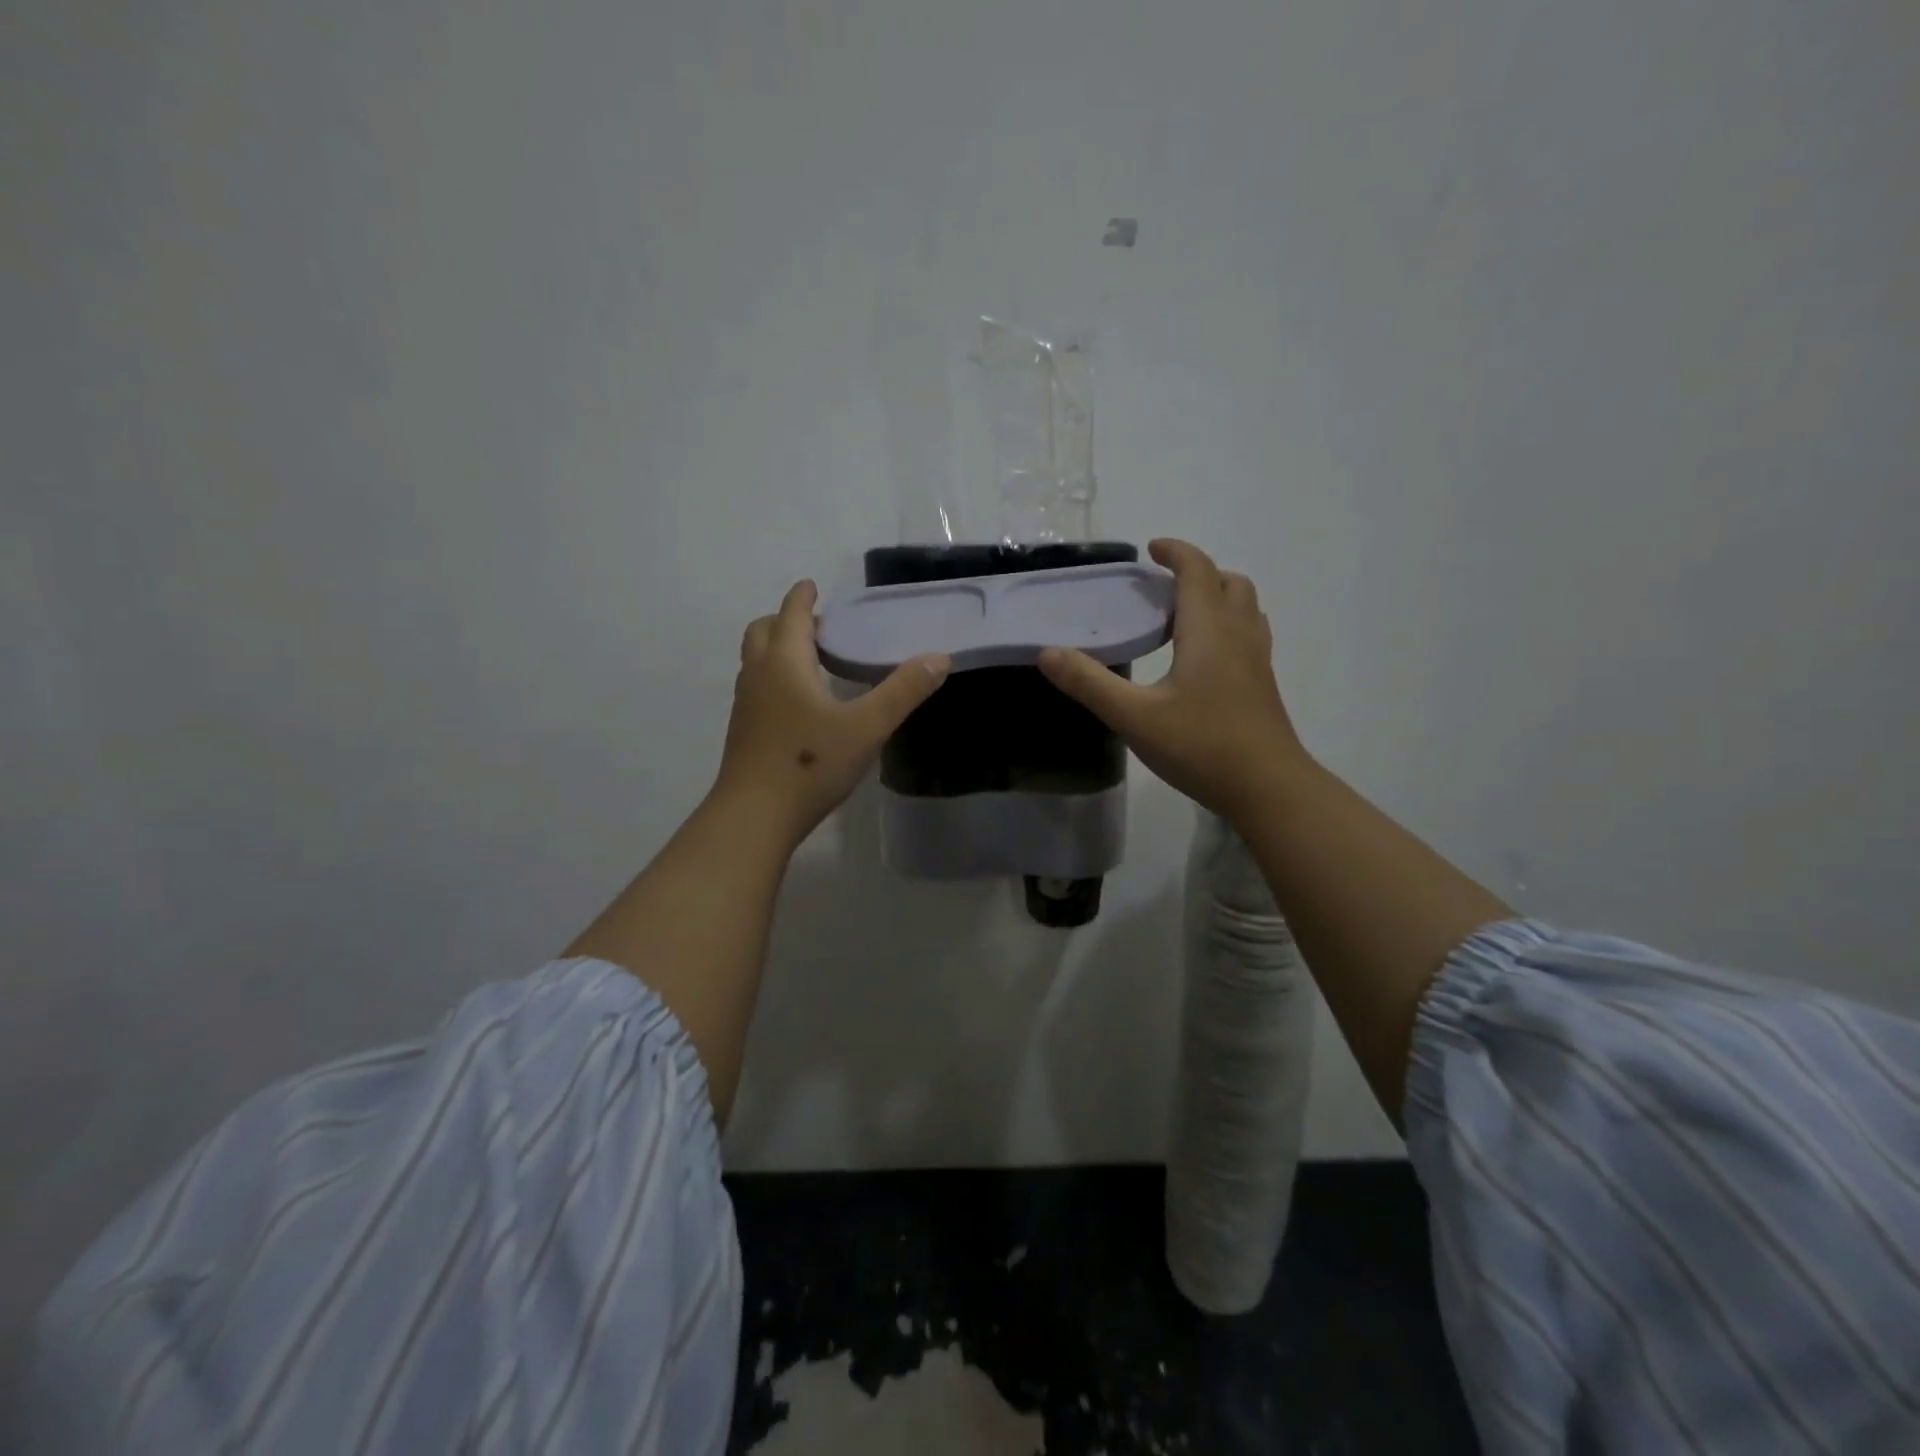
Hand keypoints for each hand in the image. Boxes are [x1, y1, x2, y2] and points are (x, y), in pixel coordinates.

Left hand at [715, 580, 950, 846]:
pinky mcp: (743, 731)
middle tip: (815, 626)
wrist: (754, 816)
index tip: (812, 586)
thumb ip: (903, 691)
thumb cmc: (811, 764)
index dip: (803, 597)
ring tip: (809, 661)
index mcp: (786, 663)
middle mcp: (759, 675)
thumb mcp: (867, 727)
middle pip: (762, 630)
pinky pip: (756, 687)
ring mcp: (746, 704)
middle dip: (785, 620)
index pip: (791, 614)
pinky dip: (773, 677)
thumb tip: (939, 658)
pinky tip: (798, 705)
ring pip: (755, 660)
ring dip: (776, 649)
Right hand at [1038, 539, 1308, 819]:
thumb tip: (1047, 653)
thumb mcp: (1134, 716)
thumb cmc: (1200, 745)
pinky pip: (1249, 634)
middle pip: (1229, 582)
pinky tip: (1203, 659)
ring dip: (1217, 596)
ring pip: (1245, 608)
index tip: (1151, 549)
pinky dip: (1227, 626)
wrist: (1267, 788)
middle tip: (1163, 588)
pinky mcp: (1263, 685)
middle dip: (1198, 573)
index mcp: (1208, 631)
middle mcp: (1239, 635)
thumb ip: (1089, 683)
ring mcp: (1257, 661)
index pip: (1197, 570)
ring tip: (1183, 617)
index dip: (1176, 552)